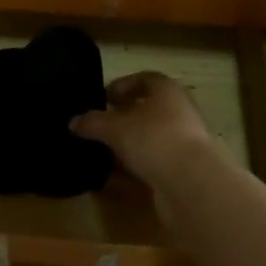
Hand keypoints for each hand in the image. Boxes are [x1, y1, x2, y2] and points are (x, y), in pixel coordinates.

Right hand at [70, 72, 222, 195]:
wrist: (192, 186)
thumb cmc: (154, 139)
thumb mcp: (115, 127)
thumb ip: (93, 122)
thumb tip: (73, 122)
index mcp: (167, 92)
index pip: (144, 79)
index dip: (122, 86)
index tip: (102, 99)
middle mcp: (179, 113)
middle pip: (147, 111)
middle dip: (121, 118)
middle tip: (97, 126)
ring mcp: (182, 145)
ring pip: (148, 140)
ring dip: (126, 146)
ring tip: (99, 153)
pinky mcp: (181, 172)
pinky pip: (151, 165)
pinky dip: (132, 170)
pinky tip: (111, 178)